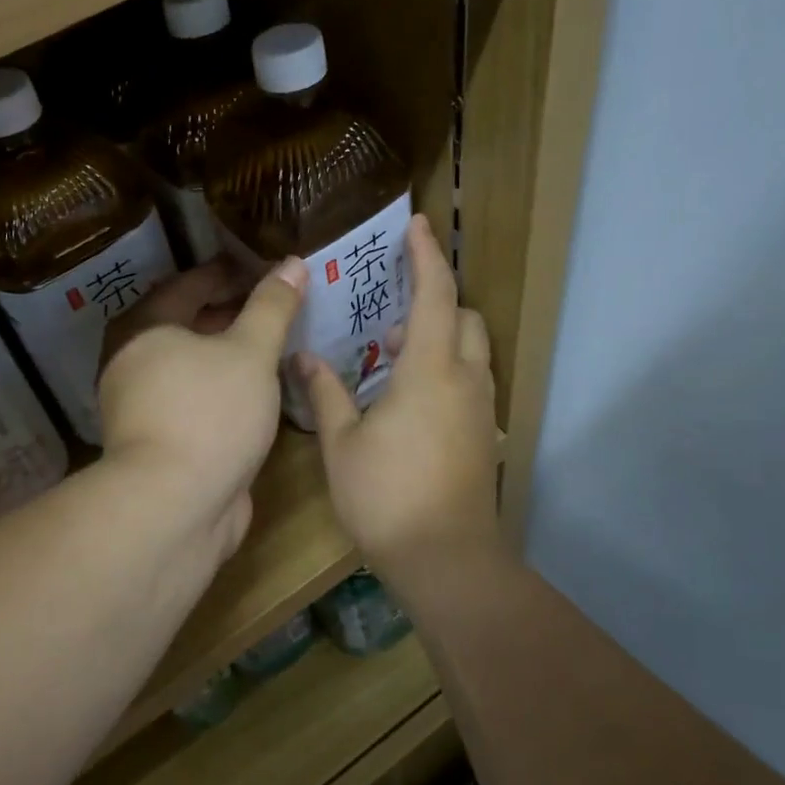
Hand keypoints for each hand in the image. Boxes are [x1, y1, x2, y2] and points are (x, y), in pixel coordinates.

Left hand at [100, 257, 306, 569]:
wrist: (175, 507)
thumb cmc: (210, 413)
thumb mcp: (250, 352)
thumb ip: (272, 306)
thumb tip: (293, 262)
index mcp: (142, 330)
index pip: (187, 286)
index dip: (226, 274)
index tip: (262, 268)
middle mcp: (133, 363)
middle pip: (186, 325)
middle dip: (229, 313)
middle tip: (273, 304)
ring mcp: (144, 406)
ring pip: (192, 366)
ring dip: (228, 354)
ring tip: (272, 344)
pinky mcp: (161, 442)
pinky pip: (197, 398)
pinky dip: (225, 387)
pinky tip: (258, 390)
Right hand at [297, 213, 501, 586]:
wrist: (446, 559)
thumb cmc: (387, 496)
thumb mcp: (342, 444)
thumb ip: (325, 393)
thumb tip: (301, 358)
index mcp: (430, 371)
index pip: (436, 295)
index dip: (427, 256)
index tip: (417, 225)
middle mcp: (466, 380)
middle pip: (466, 317)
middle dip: (437, 300)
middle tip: (393, 313)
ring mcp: (480, 410)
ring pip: (472, 351)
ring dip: (441, 337)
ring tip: (393, 355)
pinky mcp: (483, 435)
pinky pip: (470, 380)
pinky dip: (447, 368)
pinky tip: (408, 398)